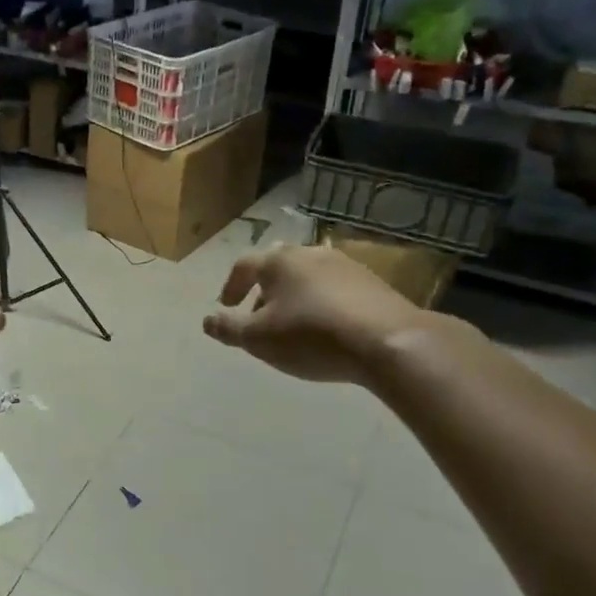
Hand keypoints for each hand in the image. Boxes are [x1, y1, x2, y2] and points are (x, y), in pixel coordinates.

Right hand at [203, 243, 432, 385]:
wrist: (388, 342)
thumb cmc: (311, 336)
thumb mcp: (259, 339)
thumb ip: (229, 328)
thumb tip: (207, 320)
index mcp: (278, 261)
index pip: (243, 266)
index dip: (231, 286)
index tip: (226, 307)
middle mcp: (310, 253)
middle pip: (277, 267)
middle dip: (264, 290)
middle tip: (259, 316)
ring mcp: (345, 265)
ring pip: (307, 277)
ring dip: (294, 297)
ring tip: (292, 325)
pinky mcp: (373, 282)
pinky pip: (334, 289)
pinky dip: (321, 303)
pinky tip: (327, 329)